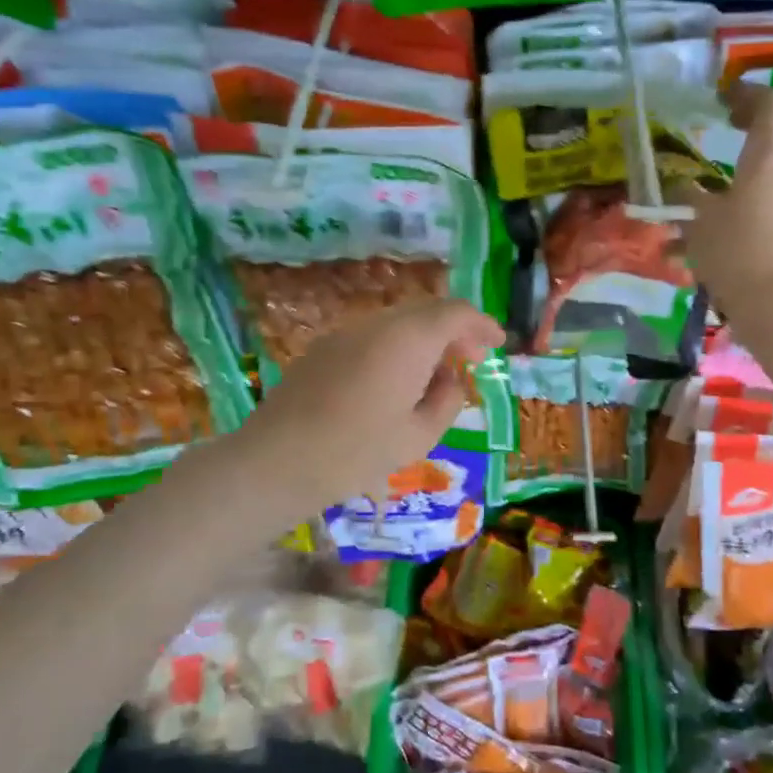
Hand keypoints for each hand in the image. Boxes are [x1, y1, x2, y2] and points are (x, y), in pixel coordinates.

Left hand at [237, 298, 504, 510]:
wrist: (276, 461)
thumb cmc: (356, 453)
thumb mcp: (418, 437)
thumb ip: (446, 401)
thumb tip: (450, 381)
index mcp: (407, 340)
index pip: (454, 313)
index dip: (481, 324)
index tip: (497, 343)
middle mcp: (376, 325)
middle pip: (425, 311)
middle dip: (454, 331)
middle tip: (470, 362)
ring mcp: (344, 334)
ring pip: (397, 323)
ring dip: (424, 340)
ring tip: (434, 377)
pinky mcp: (322, 350)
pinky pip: (372, 337)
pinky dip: (396, 348)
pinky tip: (395, 383)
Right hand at [672, 85, 772, 315]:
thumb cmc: (734, 251)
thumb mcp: (699, 222)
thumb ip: (689, 197)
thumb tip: (681, 188)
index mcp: (769, 154)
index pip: (769, 103)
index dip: (747, 94)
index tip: (723, 100)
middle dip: (756, 126)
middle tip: (729, 129)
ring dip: (755, 165)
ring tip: (720, 184)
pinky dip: (760, 195)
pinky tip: (731, 222)